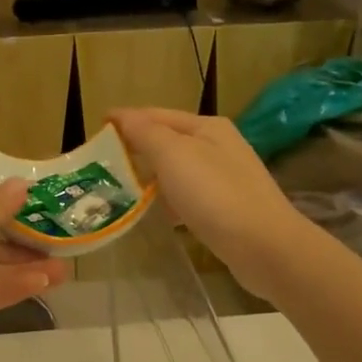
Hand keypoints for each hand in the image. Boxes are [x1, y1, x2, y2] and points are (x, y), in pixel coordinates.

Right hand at [112, 108, 314, 300]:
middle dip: (135, 147)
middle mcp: (218, 146)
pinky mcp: (226, 208)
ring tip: (120, 187)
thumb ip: (145, 133)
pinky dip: (167, 199)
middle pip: (167, 140)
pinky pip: (187, 195)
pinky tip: (154, 213)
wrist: (265, 247)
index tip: (96, 129)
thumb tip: (121, 116)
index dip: (125, 119)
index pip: (156, 114)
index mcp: (206, 127)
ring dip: (149, 175)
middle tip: (102, 161)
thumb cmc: (215, 195)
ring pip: (176, 169)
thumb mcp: (174, 155)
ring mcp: (225, 178)